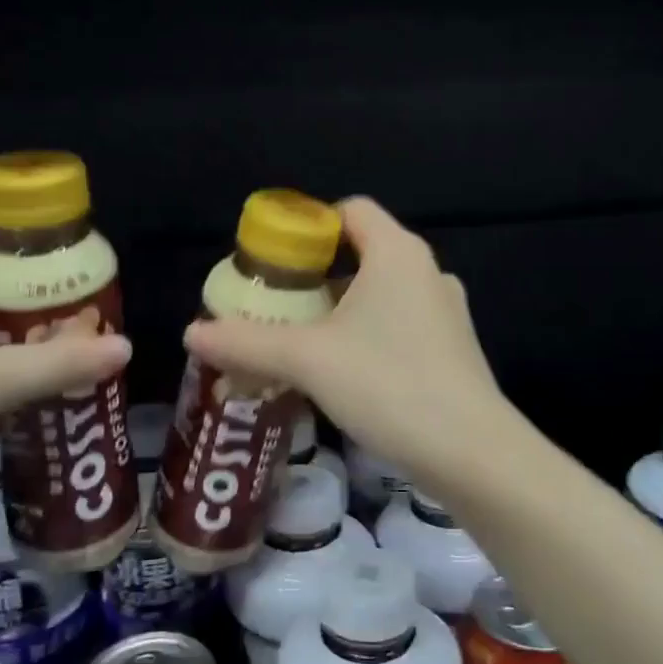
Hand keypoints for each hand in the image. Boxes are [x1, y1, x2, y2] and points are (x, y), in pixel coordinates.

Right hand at [184, 198, 506, 485]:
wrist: (471, 452)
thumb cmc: (388, 384)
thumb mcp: (308, 360)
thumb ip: (247, 342)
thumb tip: (191, 333)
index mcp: (396, 253)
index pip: (350, 210)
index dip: (309, 226)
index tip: (274, 261)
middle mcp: (427, 271)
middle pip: (361, 253)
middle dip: (314, 277)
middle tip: (275, 307)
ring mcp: (445, 311)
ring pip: (380, 294)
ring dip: (340, 311)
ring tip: (300, 344)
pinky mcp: (453, 348)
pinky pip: (399, 325)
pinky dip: (367, 336)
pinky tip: (342, 374)